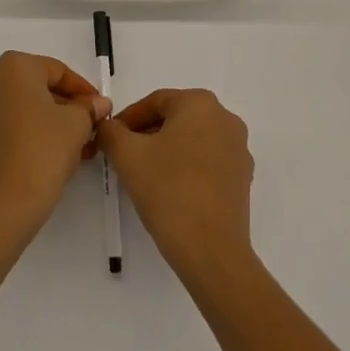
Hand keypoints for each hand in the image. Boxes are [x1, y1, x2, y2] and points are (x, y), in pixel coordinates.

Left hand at [0, 52, 105, 245]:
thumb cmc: (41, 152)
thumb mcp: (76, 125)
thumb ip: (88, 108)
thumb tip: (96, 104)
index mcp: (12, 68)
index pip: (57, 71)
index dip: (83, 90)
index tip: (99, 110)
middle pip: (32, 89)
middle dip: (61, 108)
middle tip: (85, 131)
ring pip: (13, 112)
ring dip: (40, 125)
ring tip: (65, 150)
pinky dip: (17, 140)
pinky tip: (36, 162)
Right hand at [97, 89, 255, 288]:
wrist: (211, 249)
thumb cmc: (167, 190)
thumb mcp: (127, 155)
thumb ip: (111, 132)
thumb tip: (107, 127)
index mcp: (200, 103)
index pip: (155, 102)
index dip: (127, 118)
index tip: (110, 137)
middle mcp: (225, 119)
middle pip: (175, 118)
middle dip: (147, 134)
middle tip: (123, 155)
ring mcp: (238, 149)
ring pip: (192, 140)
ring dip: (166, 150)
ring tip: (143, 174)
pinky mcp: (242, 177)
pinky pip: (208, 162)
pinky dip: (186, 167)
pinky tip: (168, 189)